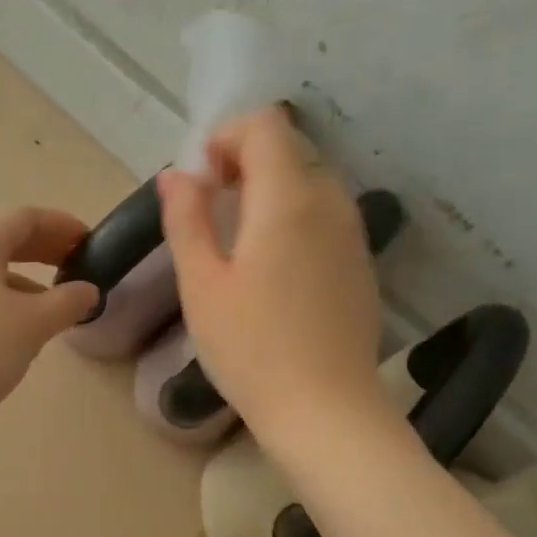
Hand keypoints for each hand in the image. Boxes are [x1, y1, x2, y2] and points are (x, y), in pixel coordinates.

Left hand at [0, 206, 100, 417]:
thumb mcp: (34, 323)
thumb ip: (67, 302)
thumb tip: (86, 291)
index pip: (25, 219)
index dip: (61, 226)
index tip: (89, 242)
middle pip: (3, 244)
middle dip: (43, 253)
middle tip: (75, 268)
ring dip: (24, 285)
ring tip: (52, 312)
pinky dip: (2, 308)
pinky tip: (17, 339)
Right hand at [160, 106, 382, 436]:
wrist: (325, 410)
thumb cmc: (251, 348)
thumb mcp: (202, 284)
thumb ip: (186, 219)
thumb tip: (176, 174)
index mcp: (288, 199)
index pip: (265, 126)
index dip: (226, 138)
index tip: (202, 182)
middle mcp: (330, 203)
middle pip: (289, 151)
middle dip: (245, 164)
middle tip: (211, 213)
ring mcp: (352, 234)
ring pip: (310, 183)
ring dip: (270, 192)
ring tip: (238, 243)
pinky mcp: (360, 264)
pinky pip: (325, 216)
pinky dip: (294, 218)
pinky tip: (273, 271)